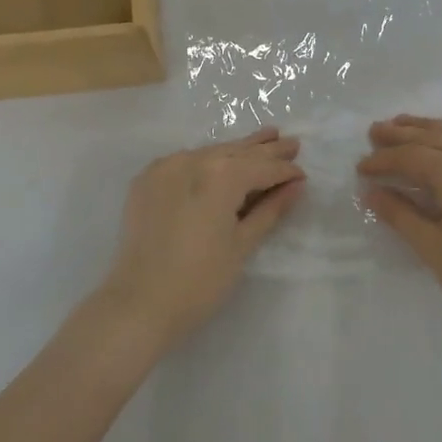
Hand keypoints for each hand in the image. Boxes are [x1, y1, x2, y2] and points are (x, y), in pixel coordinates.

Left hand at [96, 126, 304, 347]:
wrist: (138, 303)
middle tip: (291, 142)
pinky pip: (185, 161)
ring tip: (264, 138)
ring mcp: (166, 166)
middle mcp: (194, 159)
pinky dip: (207, 160)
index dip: (286, 171)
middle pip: (238, 152)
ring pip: (211, 152)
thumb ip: (270, 210)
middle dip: (266, 150)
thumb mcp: (242, 245)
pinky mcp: (147, 179)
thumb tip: (295, 186)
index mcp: (222, 174)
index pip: (263, 167)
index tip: (303, 174)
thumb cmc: (200, 281)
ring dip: (238, 150)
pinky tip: (219, 160)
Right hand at [359, 116, 441, 344]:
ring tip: (405, 125)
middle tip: (375, 131)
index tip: (360, 168)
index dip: (383, 160)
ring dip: (429, 130)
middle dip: (401, 134)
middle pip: (434, 138)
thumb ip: (400, 214)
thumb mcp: (432, 248)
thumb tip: (372, 192)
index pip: (411, 156)